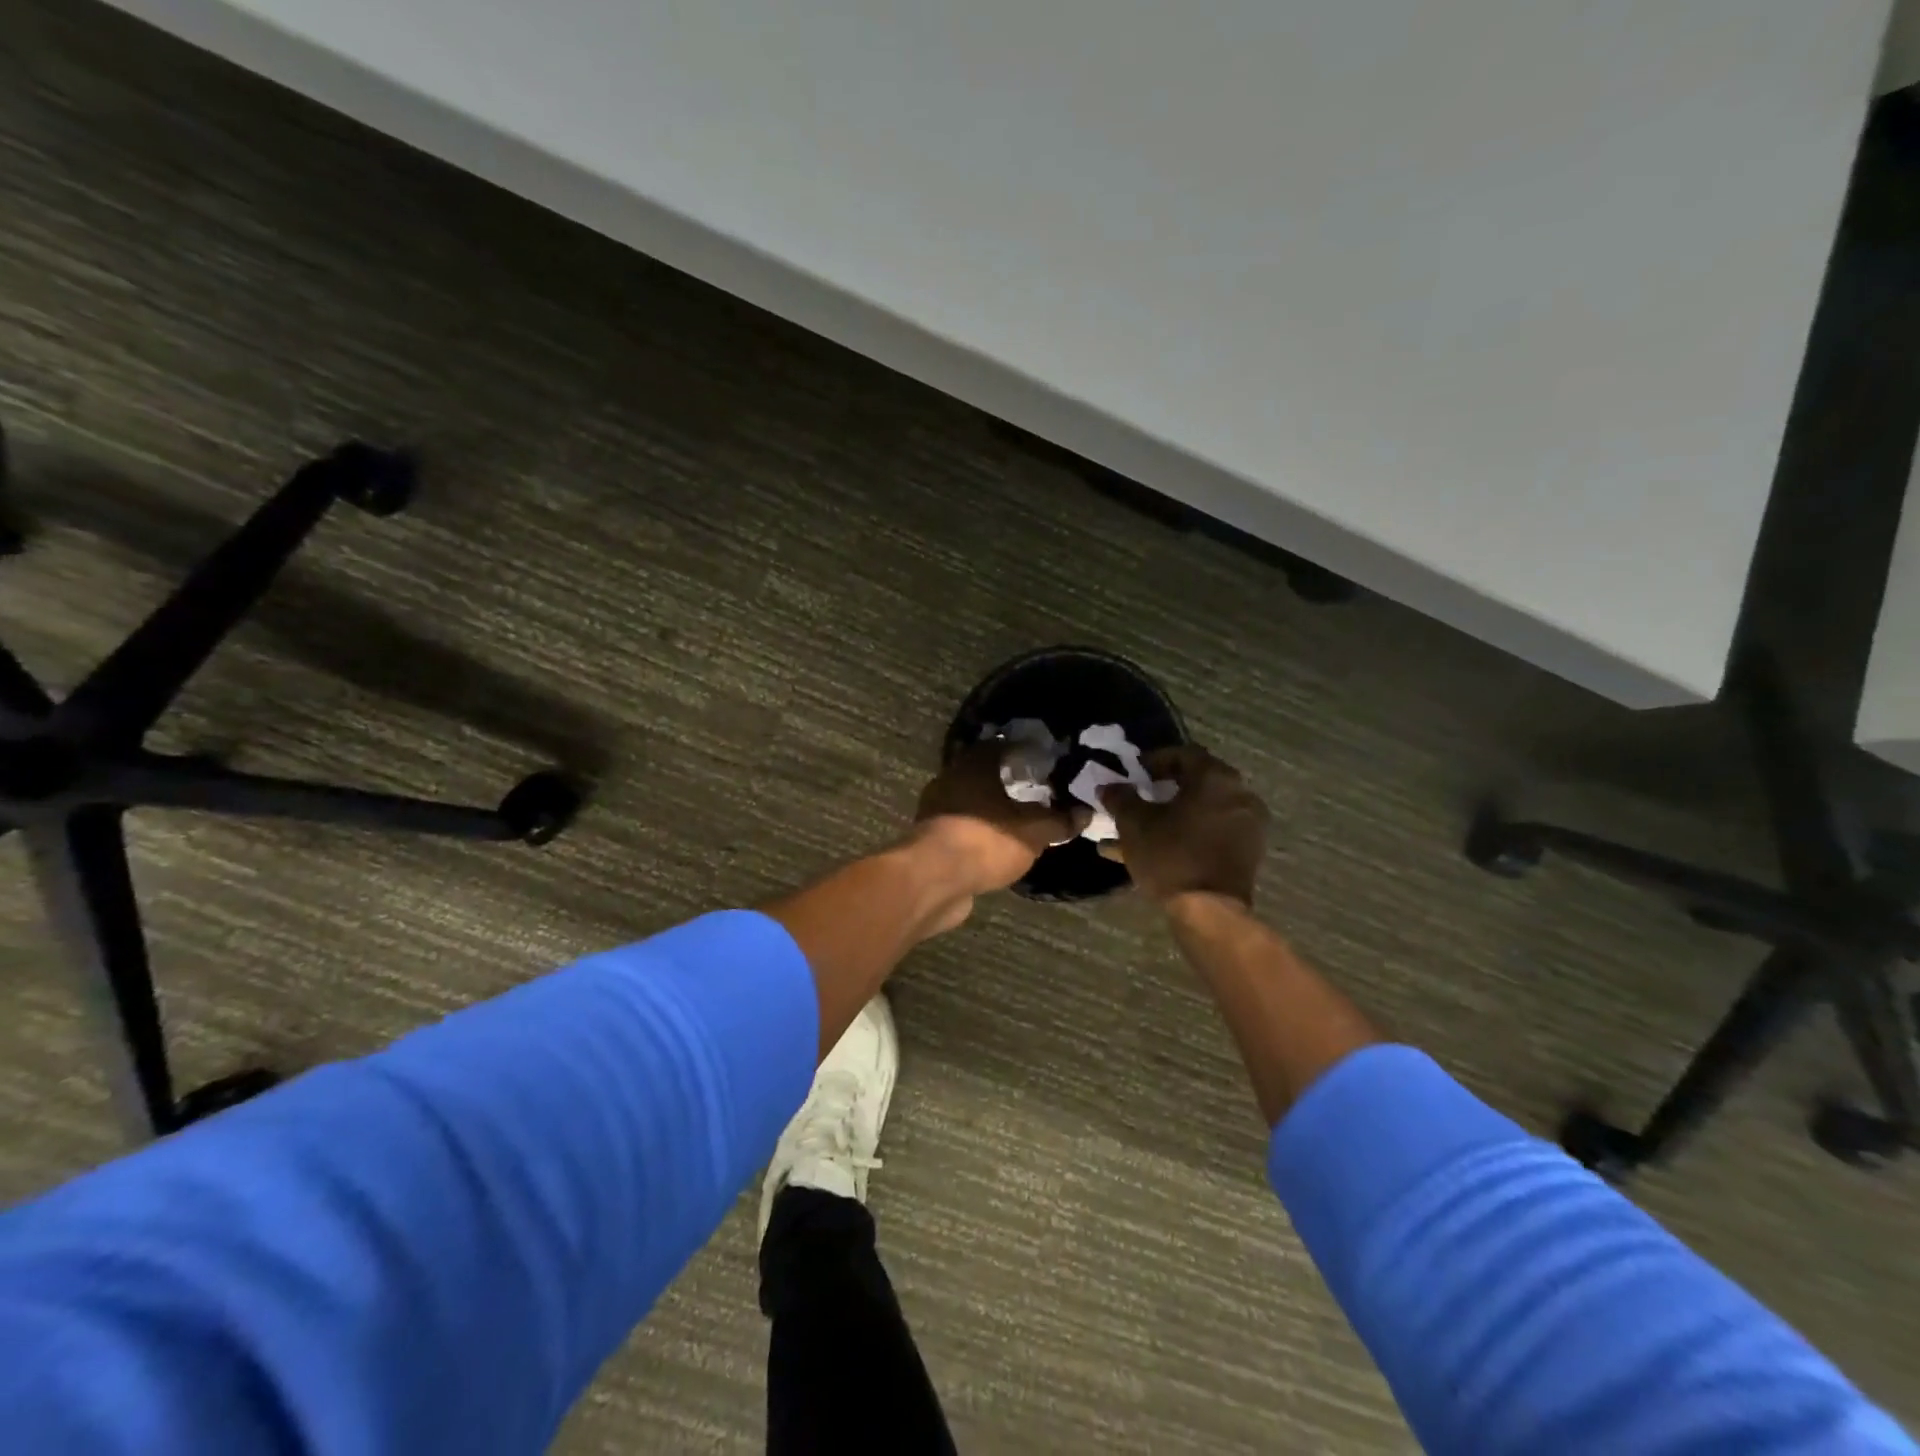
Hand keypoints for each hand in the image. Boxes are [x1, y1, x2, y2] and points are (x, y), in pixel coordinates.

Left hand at [914, 741, 1086, 893]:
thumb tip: (1085, 813)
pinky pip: (960, 828)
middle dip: (1007, 783)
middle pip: (982, 774)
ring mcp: (934, 810)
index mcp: (973, 765)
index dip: (1024, 753)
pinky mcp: (928, 839)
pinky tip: (995, 845)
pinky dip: (977, 833)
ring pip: (969, 802)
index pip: (1001, 746)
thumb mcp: (1034, 831)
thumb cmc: (986, 841)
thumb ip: (1060, 821)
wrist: (934, 881)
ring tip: (1018, 821)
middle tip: (1036, 793)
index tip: (1044, 763)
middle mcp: (950, 780)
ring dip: (990, 810)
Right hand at [1101, 746, 1268, 904]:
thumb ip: (1120, 798)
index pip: (1184, 754)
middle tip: (1140, 796)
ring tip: (1141, 829)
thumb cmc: (1171, 856)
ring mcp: (1247, 826)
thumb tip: (1109, 786)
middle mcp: (1238, 795)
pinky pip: (1211, 833)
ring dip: (1172, 815)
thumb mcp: (1134, 824)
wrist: (1210, 912)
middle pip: (1196, 783)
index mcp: (1215, 778)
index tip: (1134, 773)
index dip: (1155, 760)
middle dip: (1163, 789)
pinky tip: (1156, 850)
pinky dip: (1187, 835)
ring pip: (1201, 812)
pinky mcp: (1246, 853)